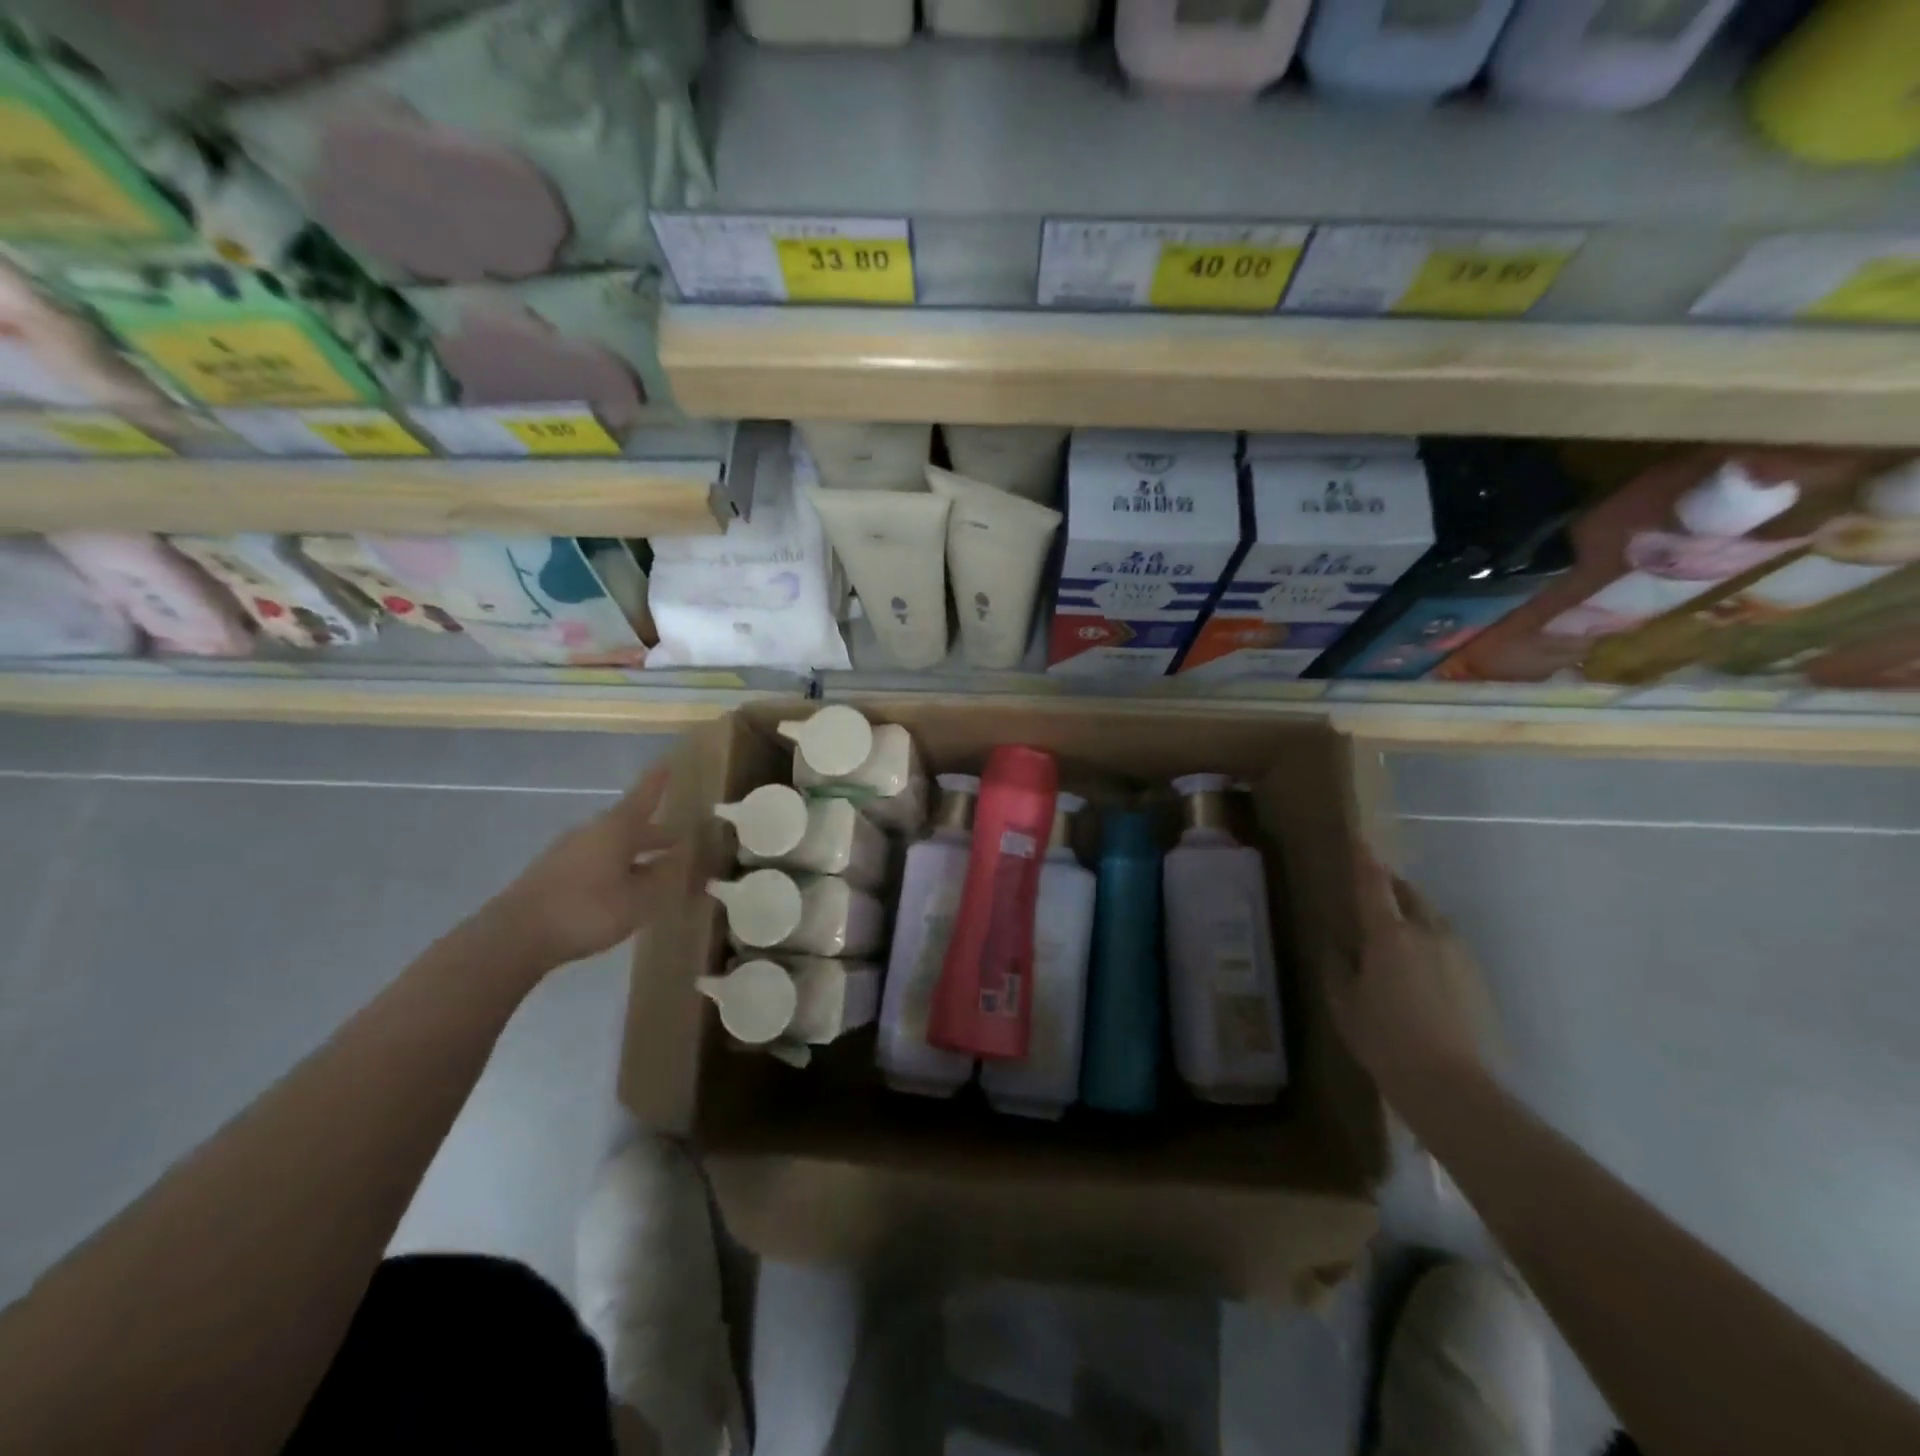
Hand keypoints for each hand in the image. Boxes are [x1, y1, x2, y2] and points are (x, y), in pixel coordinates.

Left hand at [485, 767, 682, 971]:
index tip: (668, 761)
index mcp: (616, 829)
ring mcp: (569, 852)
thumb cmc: (586, 910)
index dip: (657, 782)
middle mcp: (592, 832)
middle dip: (656, 833)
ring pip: (613, 845)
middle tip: (680, 840)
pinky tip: (624, 889)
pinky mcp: (554, 874)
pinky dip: (617, 868)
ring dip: (636, 853)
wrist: (515, 937)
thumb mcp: (639, 899)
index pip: (643, 797)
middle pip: (630, 825)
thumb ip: (664, 876)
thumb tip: (683, 854)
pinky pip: (596, 862)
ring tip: (657, 869)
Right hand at [1328, 851, 1494, 1096]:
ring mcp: (1458, 954)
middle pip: (1409, 895)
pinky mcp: (1476, 978)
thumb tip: (1338, 944)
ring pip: (1432, 918)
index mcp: (1389, 935)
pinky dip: (1429, 941)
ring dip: (1412, 914)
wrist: (1451, 1086)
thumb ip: (1338, 966)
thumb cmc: (1384, 1039)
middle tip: (1373, 890)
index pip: (1373, 885)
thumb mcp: (1344, 1002)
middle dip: (1391, 886)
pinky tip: (1419, 968)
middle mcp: (1427, 933)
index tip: (1358, 840)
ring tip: (1395, 932)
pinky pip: (1447, 944)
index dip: (1364, 861)